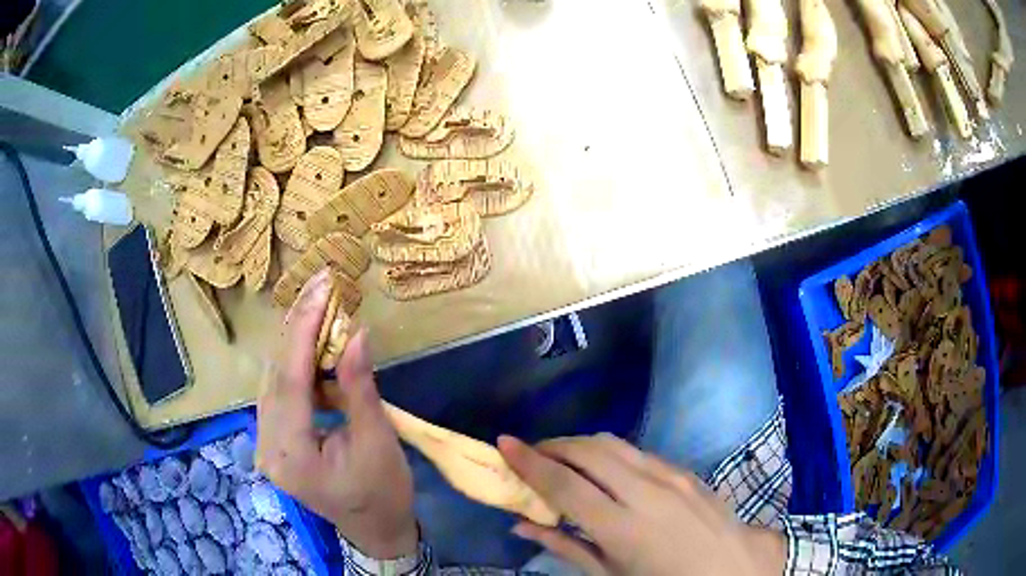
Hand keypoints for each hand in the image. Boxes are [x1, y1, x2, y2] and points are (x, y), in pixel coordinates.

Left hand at [256, 270, 417, 558]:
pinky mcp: (274, 441)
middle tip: (321, 287)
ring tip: (318, 307)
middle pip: (275, 375)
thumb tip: (355, 332)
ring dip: (296, 343)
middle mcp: (267, 446)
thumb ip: (359, 387)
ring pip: (272, 379)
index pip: (290, 380)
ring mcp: (266, 445)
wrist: (376, 530)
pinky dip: (295, 365)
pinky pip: (278, 392)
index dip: (305, 329)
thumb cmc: (383, 492)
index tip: (322, 287)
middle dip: (298, 327)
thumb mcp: (377, 442)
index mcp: (291, 454)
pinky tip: (312, 347)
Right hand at [499, 434, 785, 575]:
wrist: (733, 566)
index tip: (503, 443)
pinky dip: (609, 452)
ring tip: (561, 457)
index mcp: (622, 528)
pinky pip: (637, 451)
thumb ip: (565, 548)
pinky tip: (604, 470)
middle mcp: (645, 491)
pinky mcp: (684, 469)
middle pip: (587, 451)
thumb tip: (522, 525)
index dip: (529, 462)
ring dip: (579, 444)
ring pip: (612, 443)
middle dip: (552, 445)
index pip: (564, 484)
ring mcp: (669, 475)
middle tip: (529, 454)